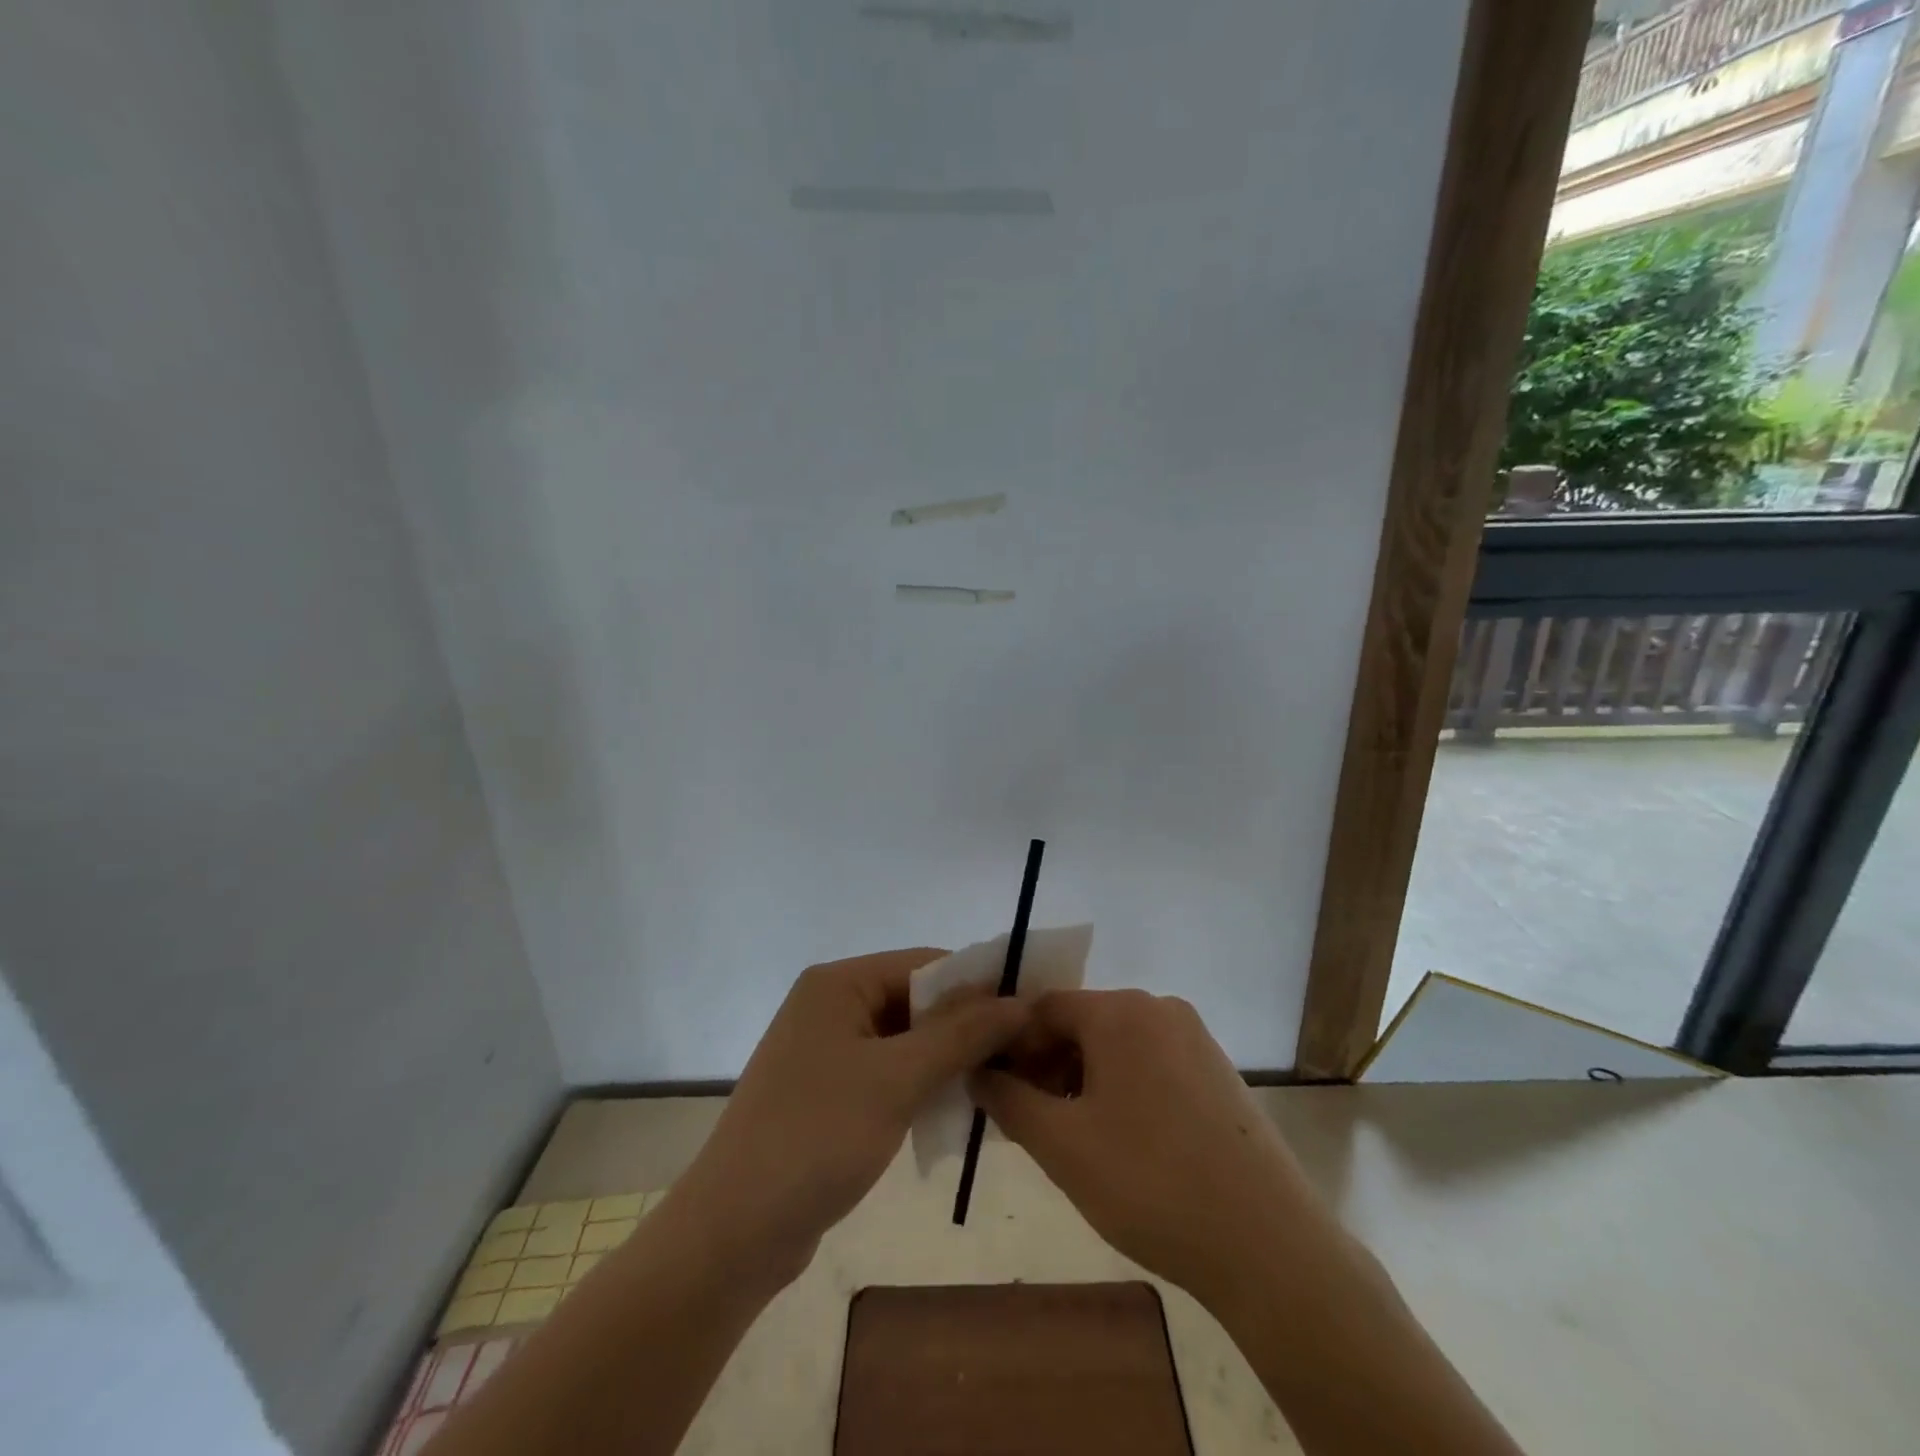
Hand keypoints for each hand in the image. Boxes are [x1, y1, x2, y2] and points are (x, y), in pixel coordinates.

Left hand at [668, 950, 1029, 1287]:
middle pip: (915, 1000)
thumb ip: (960, 1035)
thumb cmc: (817, 1137)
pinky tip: (957, 1108)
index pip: (924, 964)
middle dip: (966, 1025)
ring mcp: (827, 1050)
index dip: (978, 983)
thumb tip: (1019, 1000)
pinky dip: (922, 1085)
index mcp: (838, 984)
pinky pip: (888, 1072)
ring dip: (948, 1059)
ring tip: (1000, 1081)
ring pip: (905, 1040)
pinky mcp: (828, 1092)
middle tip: (1022, 1052)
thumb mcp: (897, 1080)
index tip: (1030, 1010)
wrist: (734, 1233)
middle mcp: (831, 1005)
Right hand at [971, 990, 1330, 1308]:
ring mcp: (1195, 1038)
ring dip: (1082, 1079)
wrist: (1267, 1244)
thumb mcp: (1061, 1144)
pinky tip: (1121, 1141)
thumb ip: (1008, 1099)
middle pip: (1082, 1023)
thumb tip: (979, 1071)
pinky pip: (1150, 1062)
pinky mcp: (1217, 1071)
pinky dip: (1121, 1088)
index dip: (1012, 1045)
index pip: (1044, 1008)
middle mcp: (1159, 1008)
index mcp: (1120, 1011)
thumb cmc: (1149, 1182)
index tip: (997, 1091)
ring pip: (1116, 1045)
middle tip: (1030, 1120)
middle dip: (1047, 1065)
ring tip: (1071, 1137)